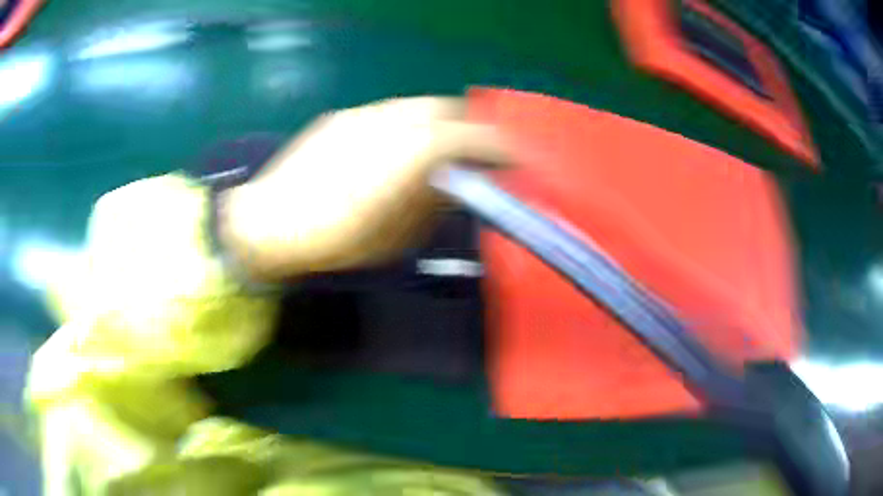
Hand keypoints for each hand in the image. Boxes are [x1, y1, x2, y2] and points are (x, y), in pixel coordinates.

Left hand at [218, 97, 507, 279]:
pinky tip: (398, 147)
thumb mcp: (394, 237)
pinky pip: (389, 111)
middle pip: (447, 111)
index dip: (497, 145)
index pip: (468, 137)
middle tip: (479, 153)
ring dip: (440, 123)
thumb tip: (456, 184)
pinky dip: (409, 124)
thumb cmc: (332, 242)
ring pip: (418, 107)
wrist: (267, 223)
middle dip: (472, 129)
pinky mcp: (342, 116)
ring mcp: (363, 114)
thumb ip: (431, 203)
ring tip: (441, 150)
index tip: (513, 158)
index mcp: (406, 157)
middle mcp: (388, 123)